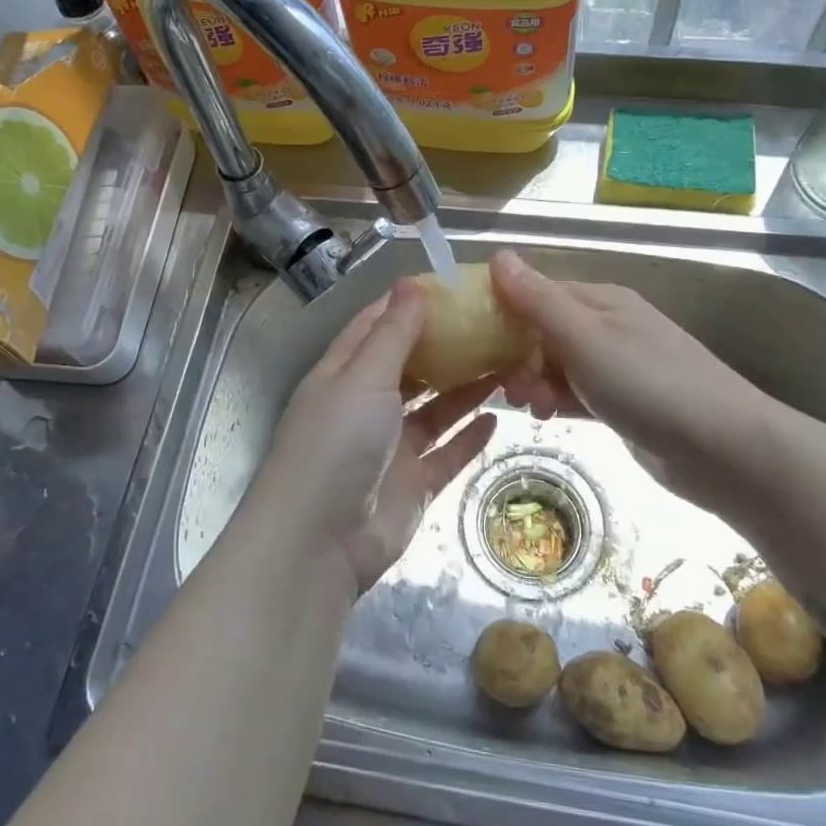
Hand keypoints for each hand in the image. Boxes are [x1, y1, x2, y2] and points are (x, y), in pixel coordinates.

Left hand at [255, 279, 498, 593]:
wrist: (319, 543)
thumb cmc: (336, 443)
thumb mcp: (363, 377)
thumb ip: (393, 333)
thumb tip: (413, 282)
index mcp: (344, 374)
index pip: (377, 326)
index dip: (410, 305)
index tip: (452, 286)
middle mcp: (366, 406)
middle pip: (411, 367)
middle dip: (447, 347)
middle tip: (492, 325)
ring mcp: (390, 447)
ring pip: (434, 410)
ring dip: (465, 389)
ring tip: (506, 364)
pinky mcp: (412, 485)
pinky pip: (446, 454)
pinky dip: (469, 437)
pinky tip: (497, 418)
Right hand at [487, 250, 766, 494]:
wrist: (726, 450)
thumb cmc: (650, 385)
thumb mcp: (585, 339)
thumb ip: (538, 300)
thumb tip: (497, 254)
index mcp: (601, 301)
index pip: (538, 293)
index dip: (504, 313)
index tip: (474, 341)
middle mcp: (608, 326)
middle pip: (545, 331)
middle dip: (518, 356)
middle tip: (508, 389)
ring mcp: (618, 366)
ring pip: (558, 364)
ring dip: (535, 381)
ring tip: (531, 408)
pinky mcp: (624, 402)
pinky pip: (577, 392)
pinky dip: (558, 400)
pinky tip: (548, 417)